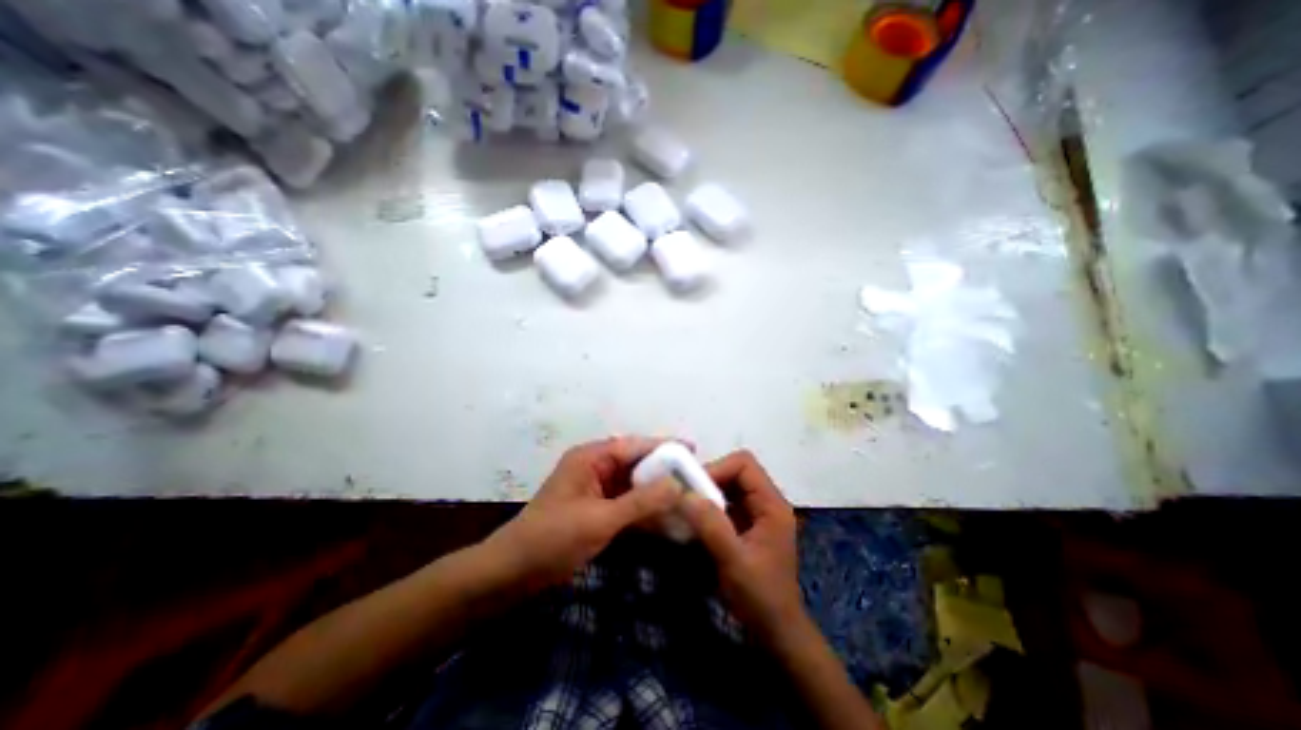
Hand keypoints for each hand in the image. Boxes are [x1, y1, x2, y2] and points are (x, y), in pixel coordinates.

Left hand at [484, 435, 676, 590]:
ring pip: (633, 483)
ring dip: (656, 490)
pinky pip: (626, 501)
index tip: (693, 449)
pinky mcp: (596, 508)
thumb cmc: (552, 540)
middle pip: (636, 462)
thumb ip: (640, 502)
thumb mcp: (600, 520)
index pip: (635, 445)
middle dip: (664, 469)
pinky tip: (666, 515)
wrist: (511, 574)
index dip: (664, 446)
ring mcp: (595, 488)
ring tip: (688, 494)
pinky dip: (644, 507)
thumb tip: (678, 485)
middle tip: (696, 475)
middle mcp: (595, 466)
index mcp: (591, 458)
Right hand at [682, 449, 804, 642]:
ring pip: (729, 486)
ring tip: (687, 505)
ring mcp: (757, 514)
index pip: (744, 464)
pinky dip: (709, 506)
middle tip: (685, 494)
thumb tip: (684, 494)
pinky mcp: (747, 525)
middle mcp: (766, 502)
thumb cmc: (760, 597)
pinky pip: (726, 503)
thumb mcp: (734, 561)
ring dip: (707, 492)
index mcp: (772, 504)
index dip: (718, 468)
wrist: (777, 632)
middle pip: (736, 471)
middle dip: (709, 479)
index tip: (693, 487)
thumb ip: (711, 525)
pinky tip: (696, 520)